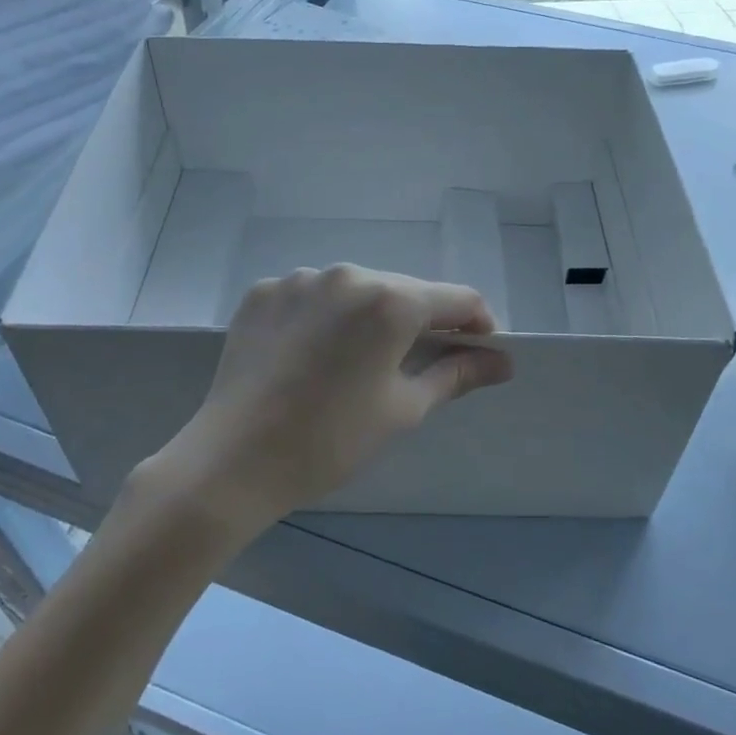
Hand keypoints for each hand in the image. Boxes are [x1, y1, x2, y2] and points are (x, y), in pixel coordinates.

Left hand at [152, 265, 513, 533]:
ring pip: (356, 290)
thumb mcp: (403, 409)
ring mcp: (300, 278)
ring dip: (369, 317)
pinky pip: (311, 296)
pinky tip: (310, 354)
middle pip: (405, 291)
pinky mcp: (264, 291)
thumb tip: (502, 361)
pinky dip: (324, 317)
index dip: (477, 324)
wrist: (233, 460)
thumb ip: (456, 374)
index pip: (457, 298)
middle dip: (421, 322)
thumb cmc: (331, 440)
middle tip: (415, 366)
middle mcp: (347, 274)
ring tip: (355, 363)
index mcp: (390, 301)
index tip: (478, 352)